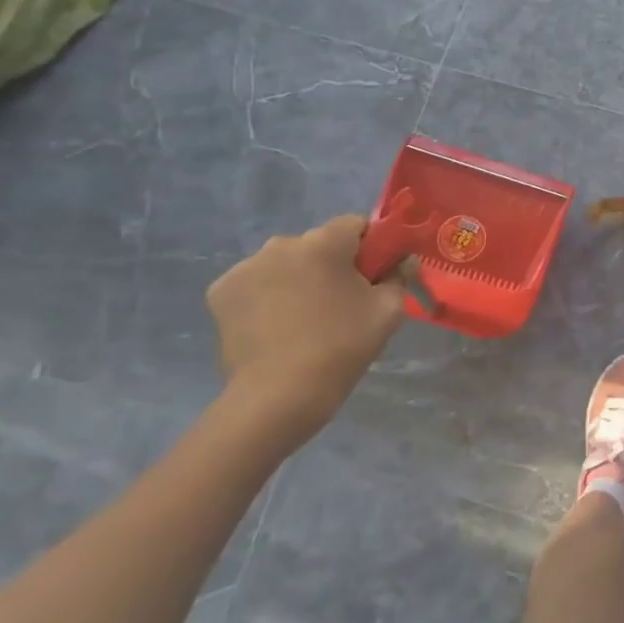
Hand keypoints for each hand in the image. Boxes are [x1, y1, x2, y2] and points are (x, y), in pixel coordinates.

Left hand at [206, 215, 413, 451]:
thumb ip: (400, 276)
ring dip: (297, 278)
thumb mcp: (388, 310)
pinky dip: (267, 295)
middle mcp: (281, 245)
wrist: (278, 397)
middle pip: (318, 243)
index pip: (355, 224)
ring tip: (304, 318)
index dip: (369, 248)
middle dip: (331, 264)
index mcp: (323, 243)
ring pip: (285, 263)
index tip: (373, 277)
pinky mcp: (221, 292)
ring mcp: (246, 268)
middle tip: (341, 302)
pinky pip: (256, 282)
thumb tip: (402, 260)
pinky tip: (274, 325)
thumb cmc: (341, 348)